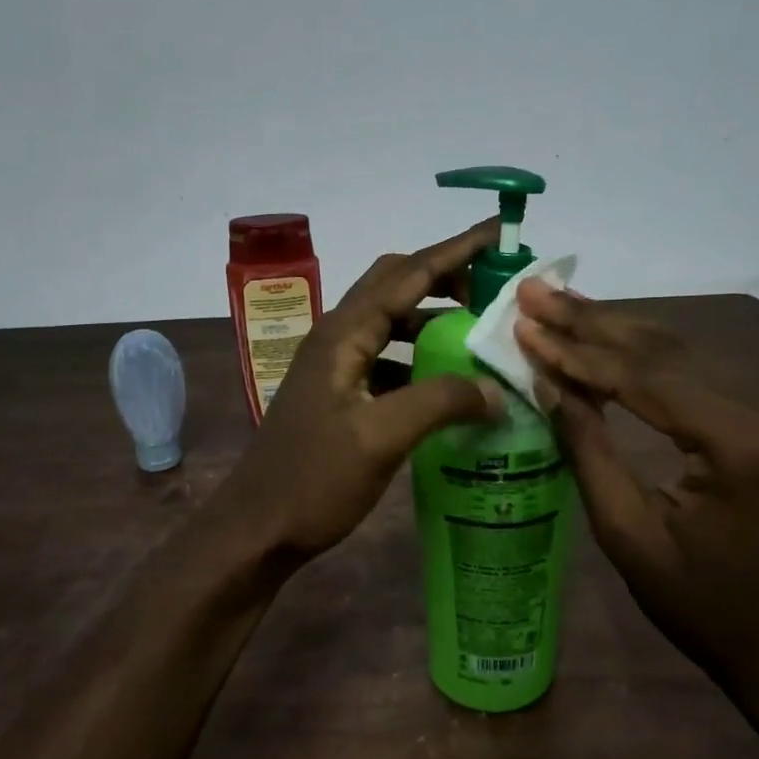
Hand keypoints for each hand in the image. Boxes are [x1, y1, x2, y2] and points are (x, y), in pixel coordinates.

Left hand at [219, 222, 506, 559]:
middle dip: (445, 277)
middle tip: (493, 289)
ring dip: (433, 319)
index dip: (456, 250)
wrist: (259, 527)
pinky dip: (420, 358)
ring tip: (478, 334)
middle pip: (396, 285)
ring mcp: (336, 365)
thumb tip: (496, 389)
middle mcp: (339, 336)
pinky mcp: (340, 393)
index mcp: (345, 333)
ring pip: (392, 322)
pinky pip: (388, 358)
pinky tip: (446, 384)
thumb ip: (441, 402)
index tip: (499, 232)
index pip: (408, 273)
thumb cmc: (313, 479)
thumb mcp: (381, 438)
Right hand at [513, 281, 758, 694]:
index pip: (643, 379)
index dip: (576, 352)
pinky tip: (606, 335)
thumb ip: (589, 449)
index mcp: (744, 444)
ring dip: (615, 329)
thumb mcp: (629, 535)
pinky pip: (700, 373)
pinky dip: (646, 356)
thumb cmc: (705, 608)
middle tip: (533, 291)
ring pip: (683, 352)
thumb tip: (546, 383)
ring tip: (558, 303)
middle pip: (665, 351)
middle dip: (591, 322)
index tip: (523, 324)